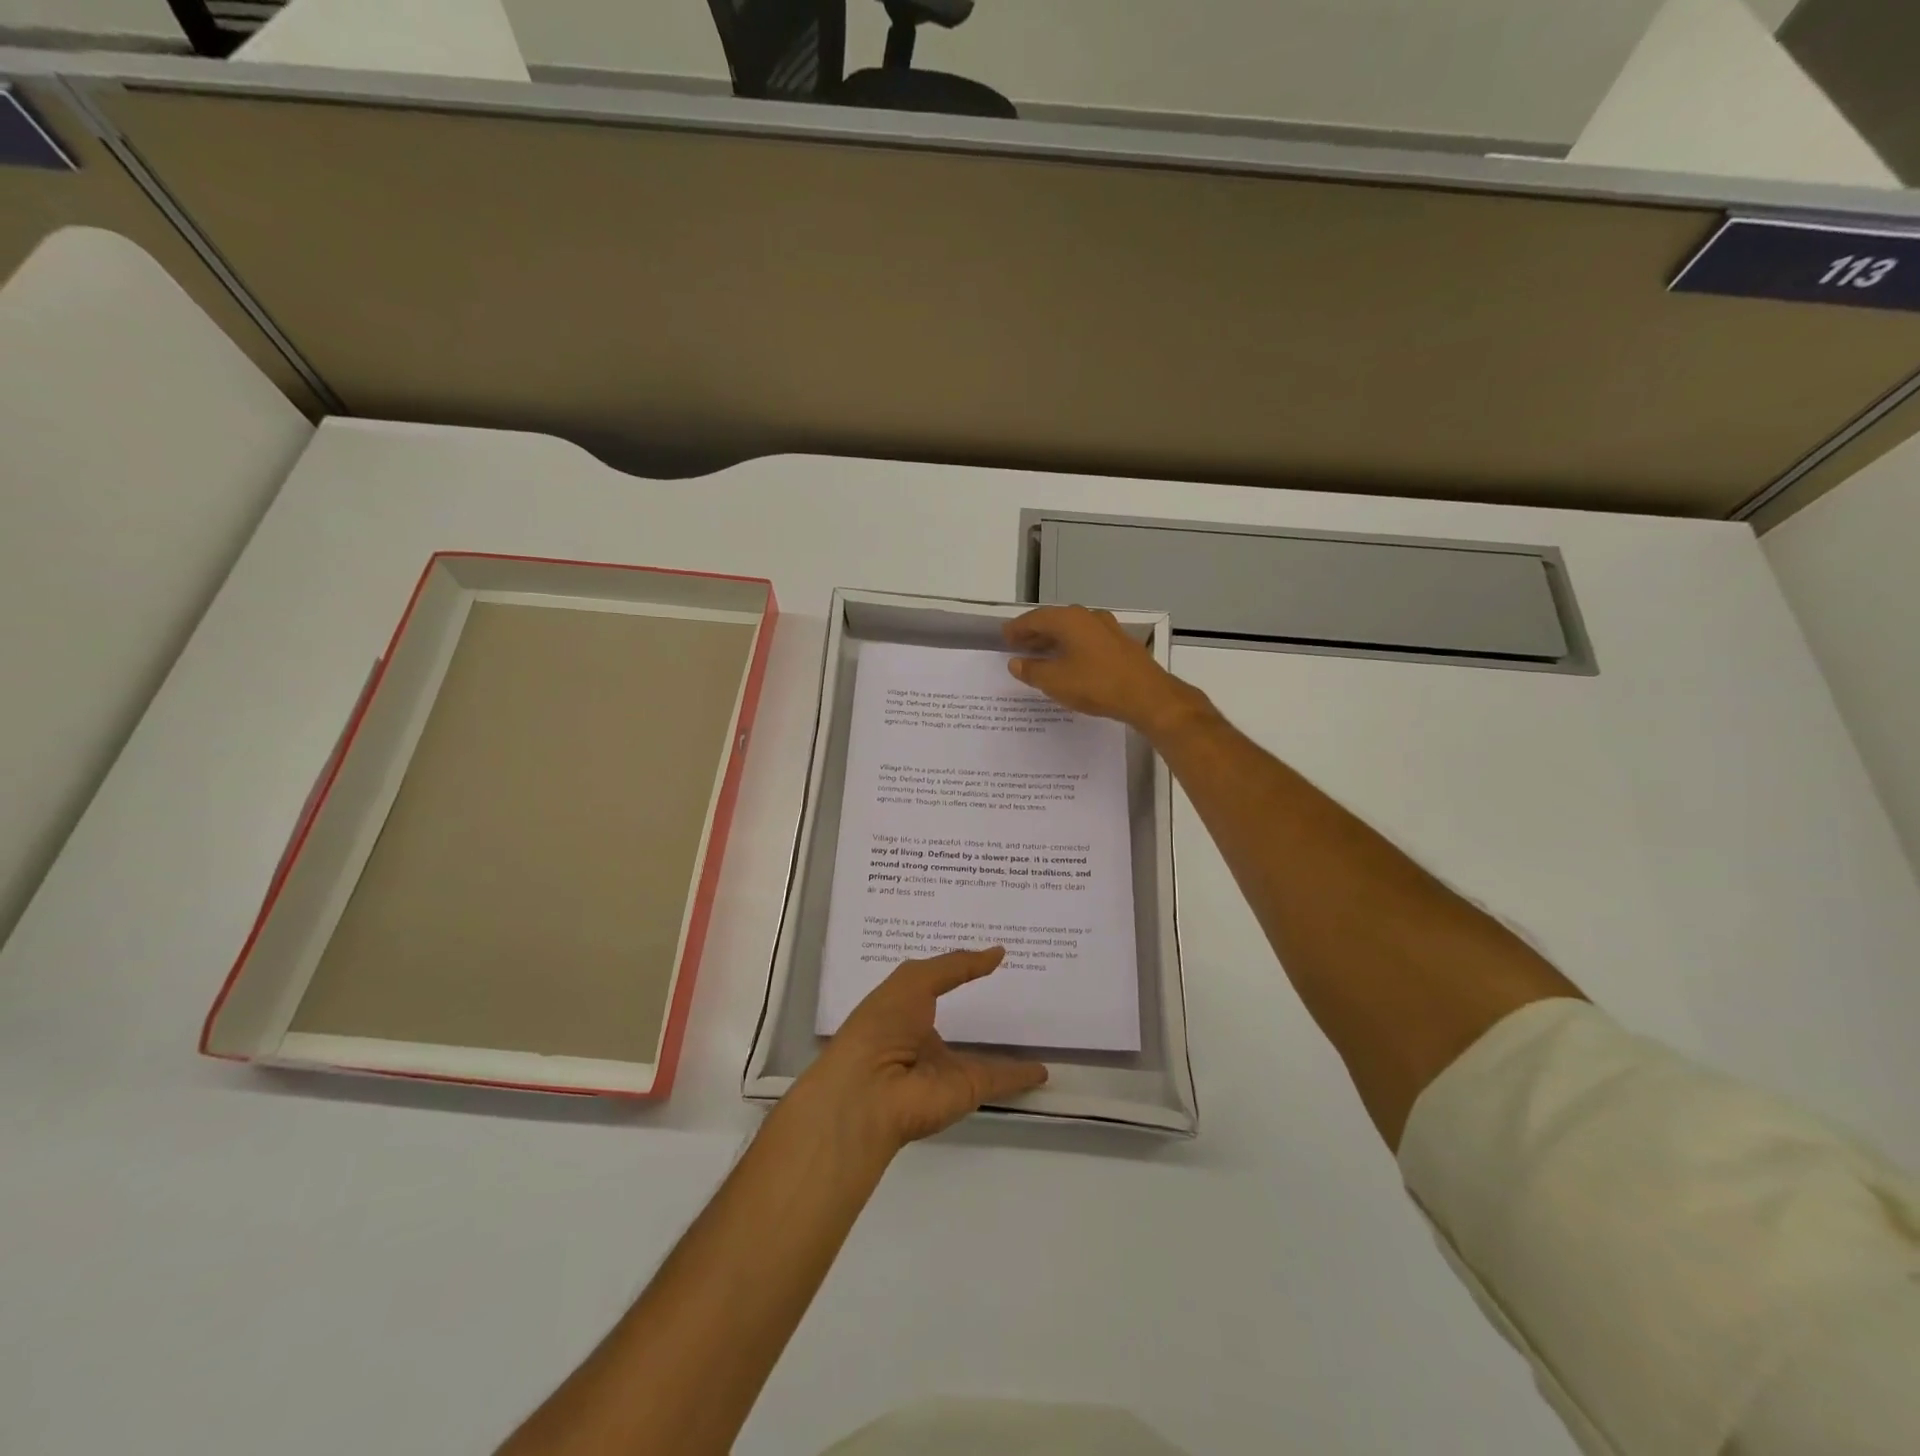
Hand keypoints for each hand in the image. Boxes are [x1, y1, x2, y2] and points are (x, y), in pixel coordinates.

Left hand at [800, 948, 1048, 1152]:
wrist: (870, 1091)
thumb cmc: (882, 1025)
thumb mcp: (914, 980)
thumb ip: (956, 965)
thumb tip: (997, 952)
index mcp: (904, 1010)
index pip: (934, 987)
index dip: (956, 972)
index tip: (983, 956)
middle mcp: (924, 1040)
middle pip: (958, 1022)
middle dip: (979, 1009)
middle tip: (1017, 988)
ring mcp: (947, 1068)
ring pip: (982, 1055)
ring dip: (1004, 1048)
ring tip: (1035, 1029)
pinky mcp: (968, 1090)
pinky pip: (1002, 1079)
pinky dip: (1022, 1075)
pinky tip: (1043, 1069)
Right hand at [1003, 605, 1200, 737]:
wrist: (1147, 696)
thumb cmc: (1096, 684)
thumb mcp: (1055, 681)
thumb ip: (1032, 670)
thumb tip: (1016, 663)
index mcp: (1069, 620)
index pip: (1035, 618)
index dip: (1018, 628)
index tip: (1005, 637)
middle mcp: (1088, 618)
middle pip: (1055, 621)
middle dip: (1035, 633)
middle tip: (1019, 645)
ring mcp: (1107, 629)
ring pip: (1073, 631)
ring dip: (1054, 641)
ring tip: (1040, 655)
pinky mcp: (1120, 645)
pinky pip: (1087, 640)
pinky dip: (1072, 648)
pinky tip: (1069, 663)